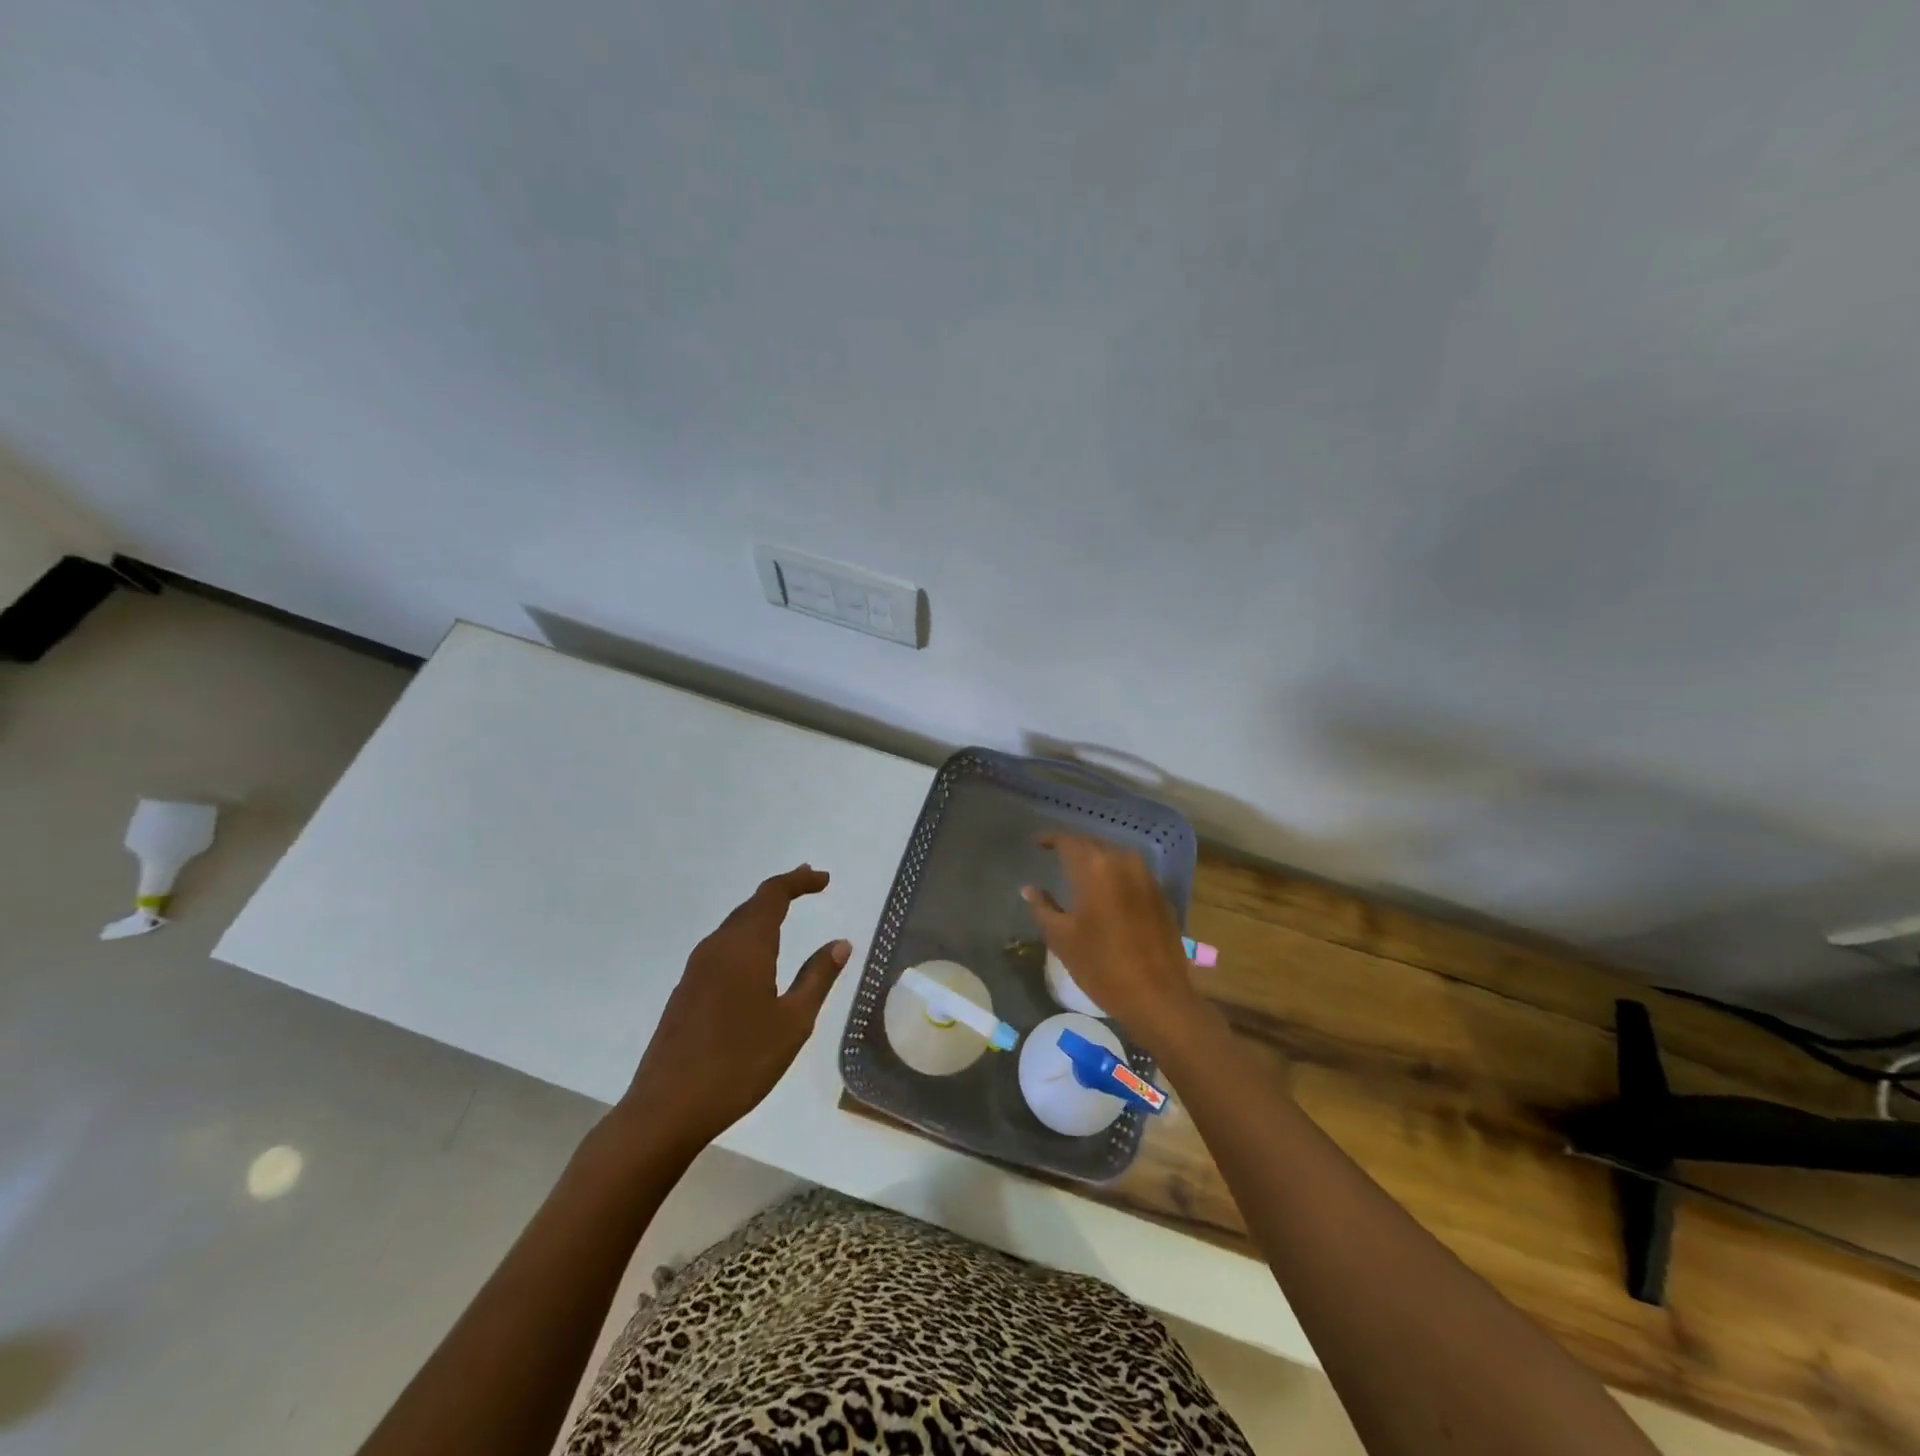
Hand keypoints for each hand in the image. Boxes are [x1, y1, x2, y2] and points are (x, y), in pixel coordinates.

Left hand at [621, 865, 850, 1149]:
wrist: (666, 1109)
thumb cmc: (740, 1063)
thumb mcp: (793, 1022)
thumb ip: (817, 977)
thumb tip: (840, 943)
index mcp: (745, 947)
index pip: (773, 895)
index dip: (799, 881)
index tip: (824, 879)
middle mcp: (717, 948)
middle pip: (751, 906)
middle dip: (781, 892)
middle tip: (809, 885)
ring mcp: (695, 970)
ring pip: (733, 927)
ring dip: (761, 914)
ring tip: (786, 914)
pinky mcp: (685, 992)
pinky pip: (721, 949)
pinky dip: (745, 938)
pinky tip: (754, 960)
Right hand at [1022, 835, 1204, 1053]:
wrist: (1157, 996)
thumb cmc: (1101, 966)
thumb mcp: (1062, 938)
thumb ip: (1043, 908)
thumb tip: (1029, 889)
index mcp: (1095, 868)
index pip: (1069, 841)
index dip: (1051, 839)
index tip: (1038, 844)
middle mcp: (1123, 863)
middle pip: (1094, 845)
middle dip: (1074, 848)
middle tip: (1056, 856)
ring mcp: (1147, 878)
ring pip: (1116, 857)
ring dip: (1097, 860)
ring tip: (1080, 872)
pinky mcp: (1161, 896)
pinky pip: (1133, 874)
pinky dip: (1116, 876)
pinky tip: (1108, 892)